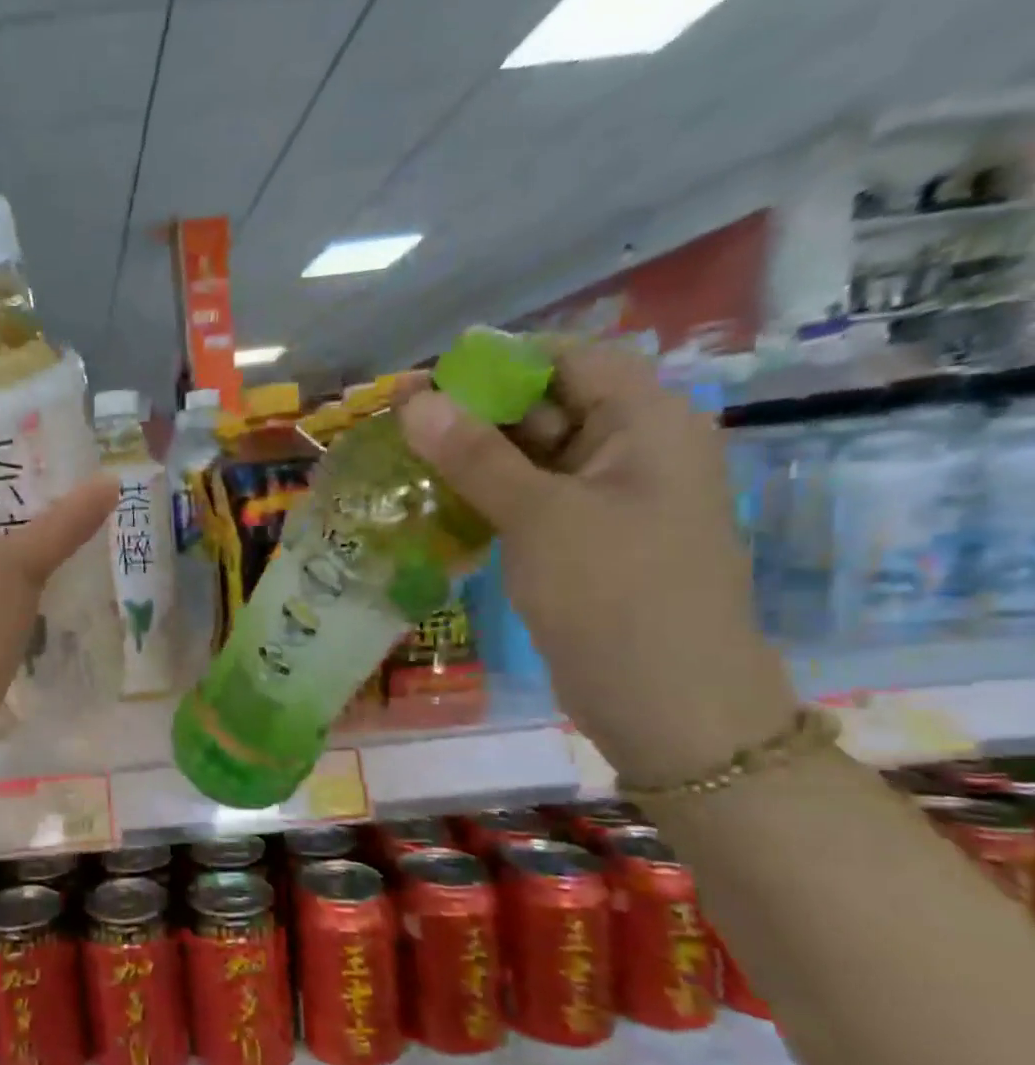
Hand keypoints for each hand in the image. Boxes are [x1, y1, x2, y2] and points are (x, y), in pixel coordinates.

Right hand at [395, 340, 797, 786]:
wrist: (667, 704)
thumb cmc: (615, 595)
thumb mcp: (541, 516)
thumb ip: (475, 455)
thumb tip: (414, 401)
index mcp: (646, 423)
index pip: (569, 360)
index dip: (498, 363)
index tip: (427, 381)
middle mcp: (631, 450)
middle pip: (547, 407)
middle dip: (474, 412)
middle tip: (397, 424)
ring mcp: (607, 500)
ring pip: (531, 458)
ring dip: (472, 458)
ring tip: (402, 461)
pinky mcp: (582, 543)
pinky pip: (529, 501)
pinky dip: (484, 498)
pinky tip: (434, 504)